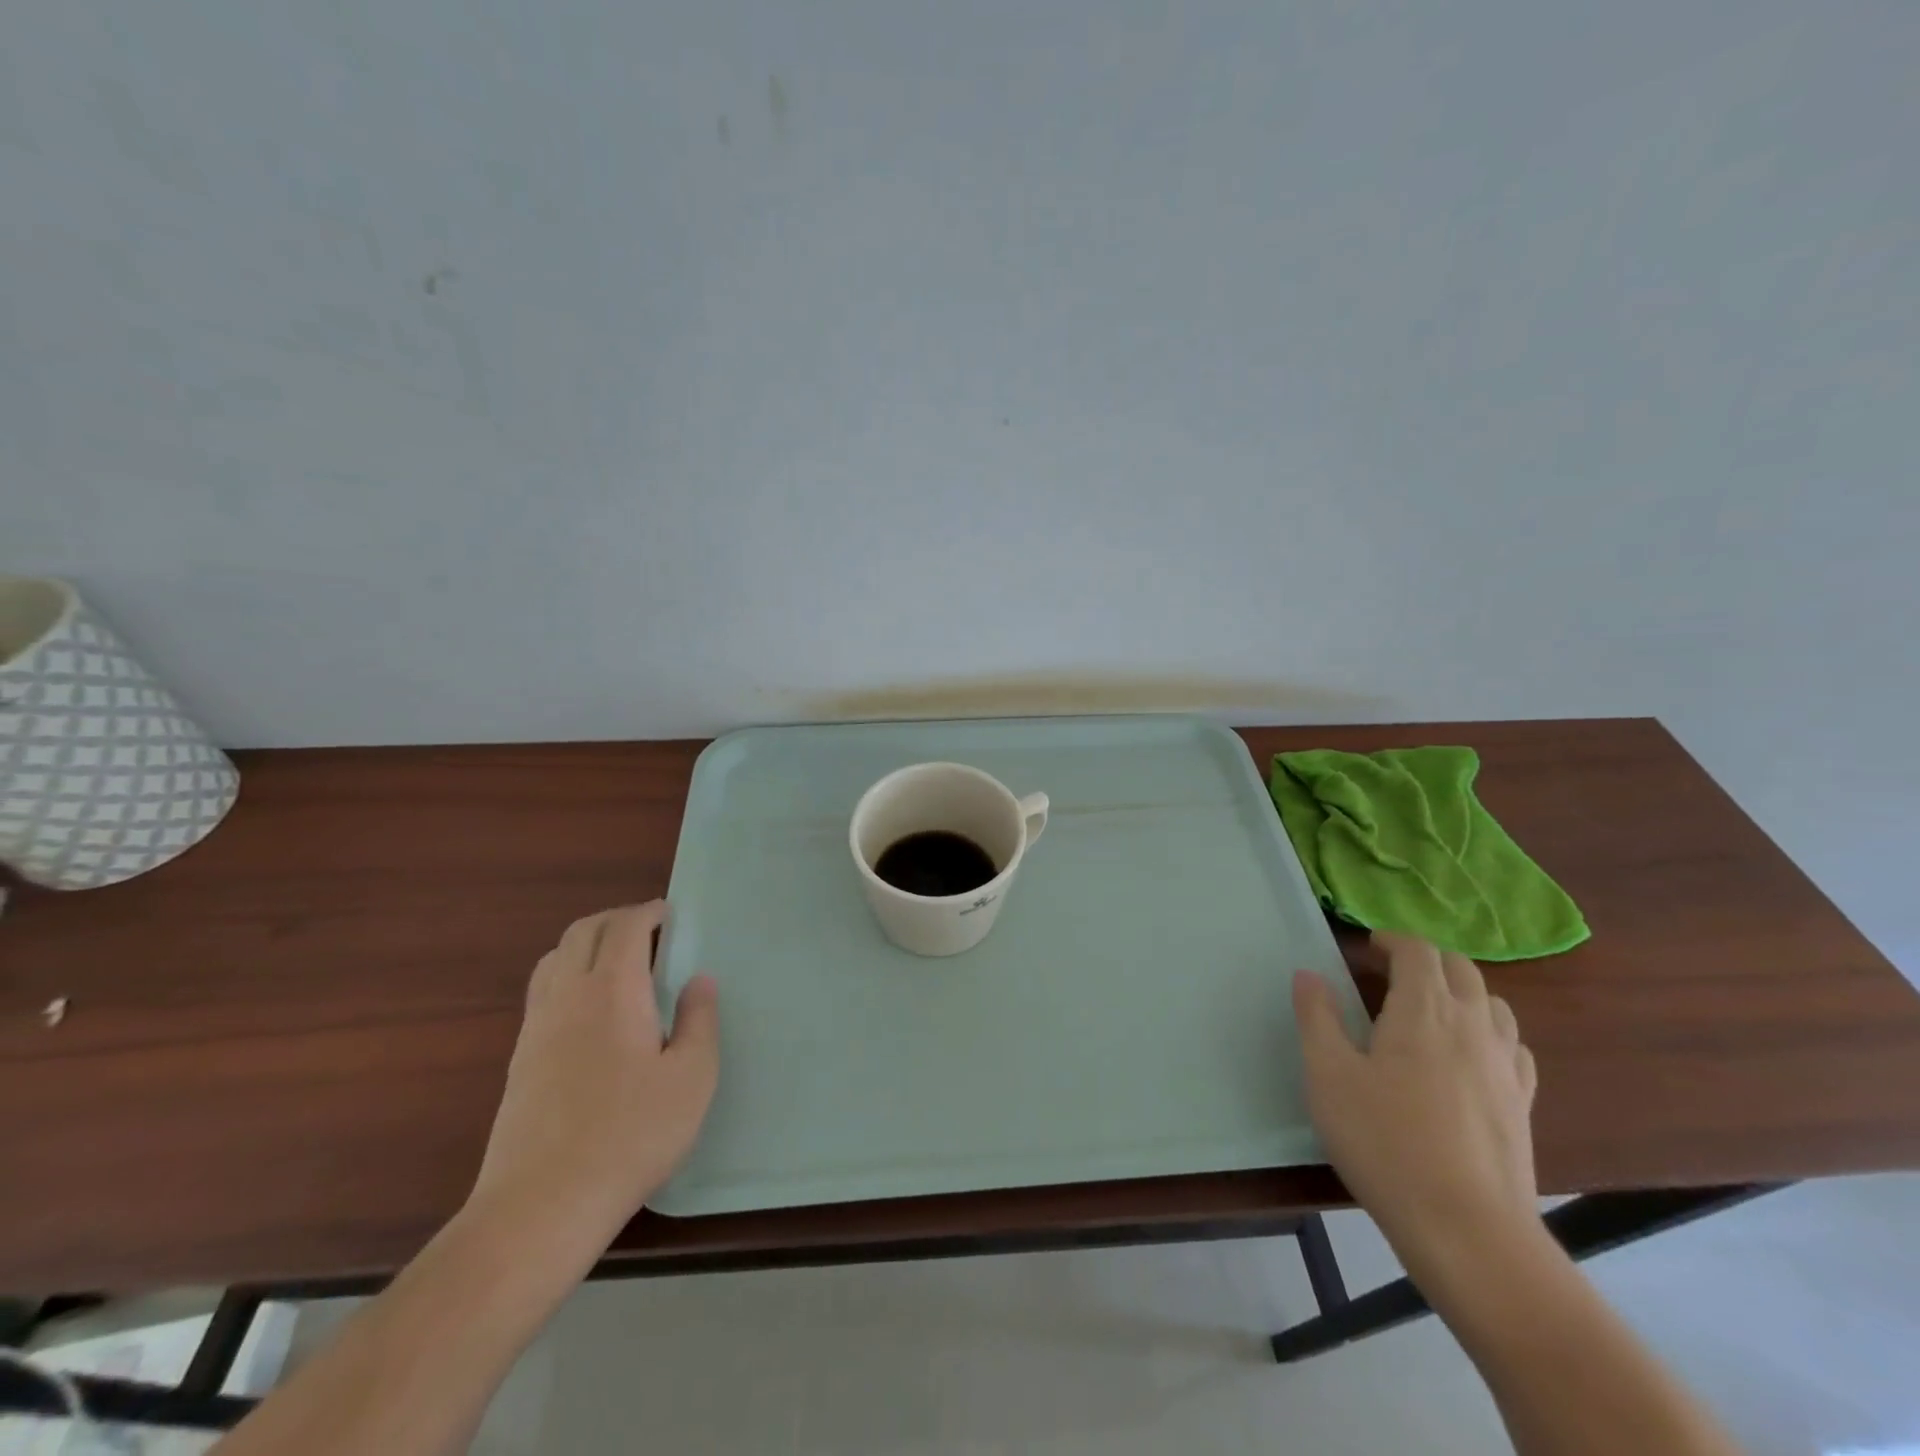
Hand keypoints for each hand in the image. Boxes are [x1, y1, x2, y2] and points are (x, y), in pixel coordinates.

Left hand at [468, 902, 719, 1260]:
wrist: (540, 1207)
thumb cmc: (630, 1135)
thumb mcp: (691, 1078)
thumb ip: (699, 1021)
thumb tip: (699, 981)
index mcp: (612, 990)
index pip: (624, 926)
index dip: (649, 912)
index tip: (671, 915)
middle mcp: (568, 996)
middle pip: (583, 931)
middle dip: (617, 919)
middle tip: (650, 931)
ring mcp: (536, 1028)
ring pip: (555, 958)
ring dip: (587, 944)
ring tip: (619, 963)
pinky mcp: (520, 1060)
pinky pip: (543, 992)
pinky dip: (568, 976)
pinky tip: (591, 1012)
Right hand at [1293, 933, 1539, 1278]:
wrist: (1467, 1230)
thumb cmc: (1384, 1141)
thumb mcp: (1328, 1075)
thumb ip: (1317, 1017)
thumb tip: (1309, 974)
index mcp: (1424, 1010)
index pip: (1418, 951)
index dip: (1392, 940)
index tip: (1366, 948)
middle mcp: (1472, 1026)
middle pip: (1461, 969)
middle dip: (1426, 959)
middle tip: (1392, 972)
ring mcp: (1505, 1066)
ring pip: (1493, 1004)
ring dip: (1462, 992)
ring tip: (1431, 1009)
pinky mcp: (1523, 1105)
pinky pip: (1514, 1047)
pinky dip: (1490, 1033)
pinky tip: (1471, 1056)